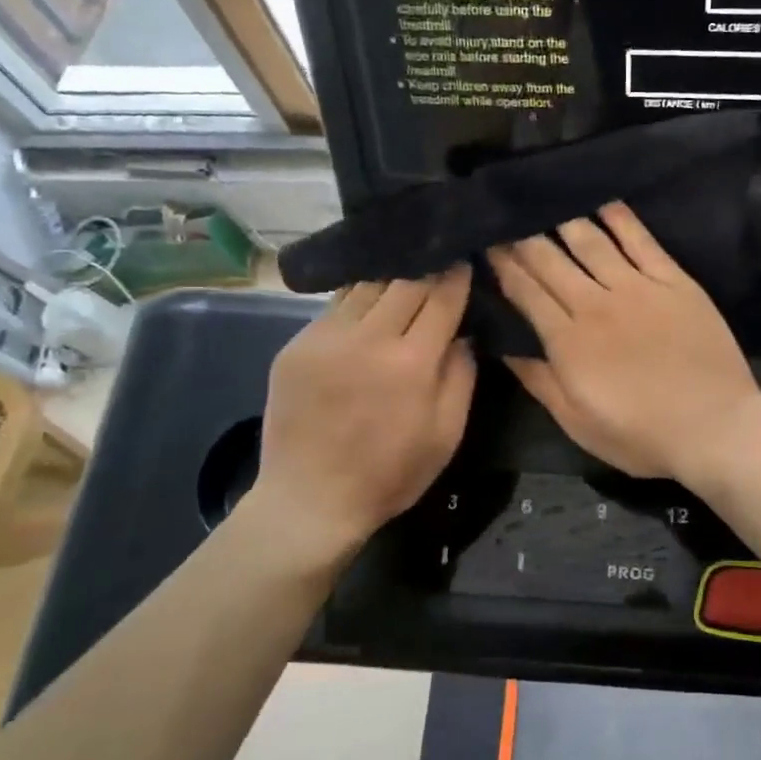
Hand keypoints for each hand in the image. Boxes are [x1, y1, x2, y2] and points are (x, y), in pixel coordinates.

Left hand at [245, 267, 475, 569]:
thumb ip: (460, 377)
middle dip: (426, 268)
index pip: (441, 299)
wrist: (309, 500)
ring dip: (391, 277)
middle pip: (404, 281)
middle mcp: (367, 339)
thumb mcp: (446, 435)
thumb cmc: (390, 474)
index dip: (456, 276)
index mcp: (411, 363)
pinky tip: (368, 303)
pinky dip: (358, 299)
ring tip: (405, 270)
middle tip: (439, 259)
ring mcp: (325, 338)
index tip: (464, 260)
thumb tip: (464, 334)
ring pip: (366, 286)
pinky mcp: (296, 345)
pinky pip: (335, 307)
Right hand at [488, 203, 760, 481]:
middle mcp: (596, 303)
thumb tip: (505, 348)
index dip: (503, 265)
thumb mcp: (578, 423)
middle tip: (508, 214)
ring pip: (590, 241)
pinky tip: (603, 201)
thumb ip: (540, 382)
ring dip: (564, 219)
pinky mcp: (674, 281)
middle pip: (550, 259)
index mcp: (567, 340)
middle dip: (524, 236)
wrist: (714, 427)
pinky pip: (641, 240)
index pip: (525, 290)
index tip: (488, 243)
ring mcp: (637, 288)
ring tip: (546, 200)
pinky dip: (620, 218)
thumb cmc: (640, 435)